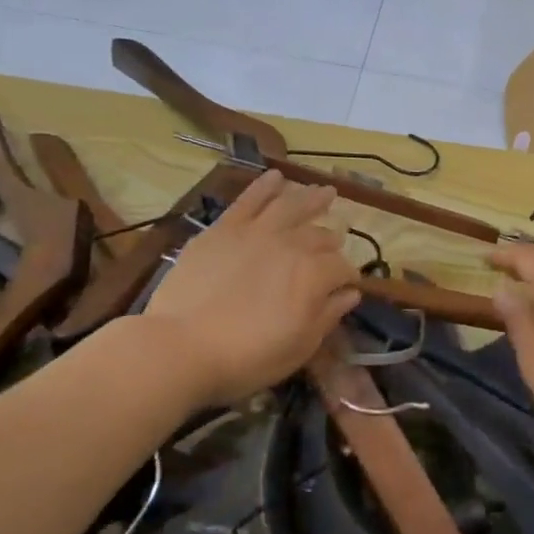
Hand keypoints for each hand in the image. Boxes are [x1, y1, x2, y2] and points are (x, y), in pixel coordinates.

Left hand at [145, 171, 361, 407]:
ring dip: (312, 197)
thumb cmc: (246, 357)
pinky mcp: (224, 228)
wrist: (182, 347)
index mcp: (314, 275)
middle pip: (319, 236)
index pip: (342, 268)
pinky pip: (250, 199)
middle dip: (332, 238)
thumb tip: (351, 293)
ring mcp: (256, 232)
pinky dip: (265, 186)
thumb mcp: (299, 347)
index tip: (348, 285)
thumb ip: (328, 316)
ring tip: (326, 190)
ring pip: (291, 206)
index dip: (348, 277)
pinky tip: (277, 176)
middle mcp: (292, 245)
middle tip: (337, 238)